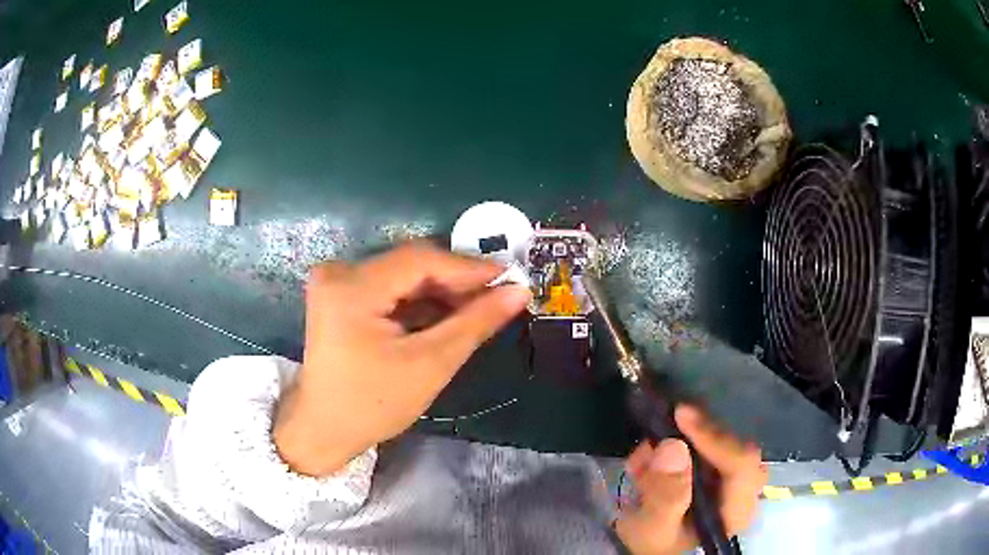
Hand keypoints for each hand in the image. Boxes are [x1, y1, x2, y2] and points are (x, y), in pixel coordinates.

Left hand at [274, 243, 530, 475]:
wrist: (324, 428)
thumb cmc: (373, 405)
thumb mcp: (430, 365)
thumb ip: (475, 323)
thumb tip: (518, 292)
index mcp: (352, 288)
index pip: (421, 260)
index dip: (469, 267)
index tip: (510, 277)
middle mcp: (339, 272)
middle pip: (411, 264)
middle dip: (456, 281)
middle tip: (497, 296)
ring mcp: (336, 281)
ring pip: (404, 274)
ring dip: (440, 290)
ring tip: (477, 309)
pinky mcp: (340, 293)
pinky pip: (390, 286)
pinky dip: (419, 299)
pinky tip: (446, 315)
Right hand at [615, 405, 765, 554]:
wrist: (654, 551)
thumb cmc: (656, 544)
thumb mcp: (652, 528)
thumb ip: (665, 495)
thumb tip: (674, 447)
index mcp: (737, 510)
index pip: (741, 463)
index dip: (714, 437)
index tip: (680, 417)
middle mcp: (744, 492)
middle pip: (734, 448)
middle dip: (696, 437)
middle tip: (661, 429)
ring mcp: (735, 481)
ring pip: (722, 443)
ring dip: (683, 441)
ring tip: (645, 458)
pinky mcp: (722, 473)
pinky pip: (709, 445)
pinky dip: (680, 446)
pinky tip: (650, 461)